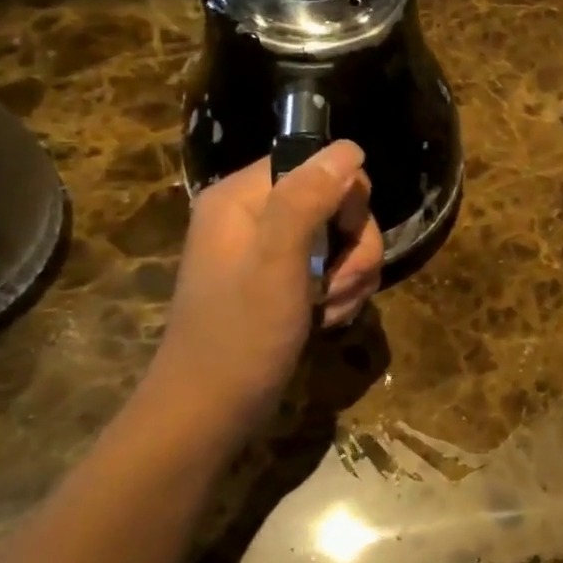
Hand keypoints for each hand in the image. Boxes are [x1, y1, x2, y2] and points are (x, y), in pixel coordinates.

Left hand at [146, 142, 384, 435]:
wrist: (209, 413)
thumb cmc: (239, 337)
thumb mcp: (276, 263)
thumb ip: (308, 199)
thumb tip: (348, 149)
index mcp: (241, 197)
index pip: (315, 163)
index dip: (343, 198)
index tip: (342, 239)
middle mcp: (254, 215)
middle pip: (335, 201)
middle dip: (352, 246)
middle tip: (337, 285)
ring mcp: (269, 250)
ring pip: (341, 239)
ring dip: (350, 276)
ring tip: (329, 310)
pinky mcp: (282, 281)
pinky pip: (331, 268)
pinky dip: (339, 293)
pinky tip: (326, 319)